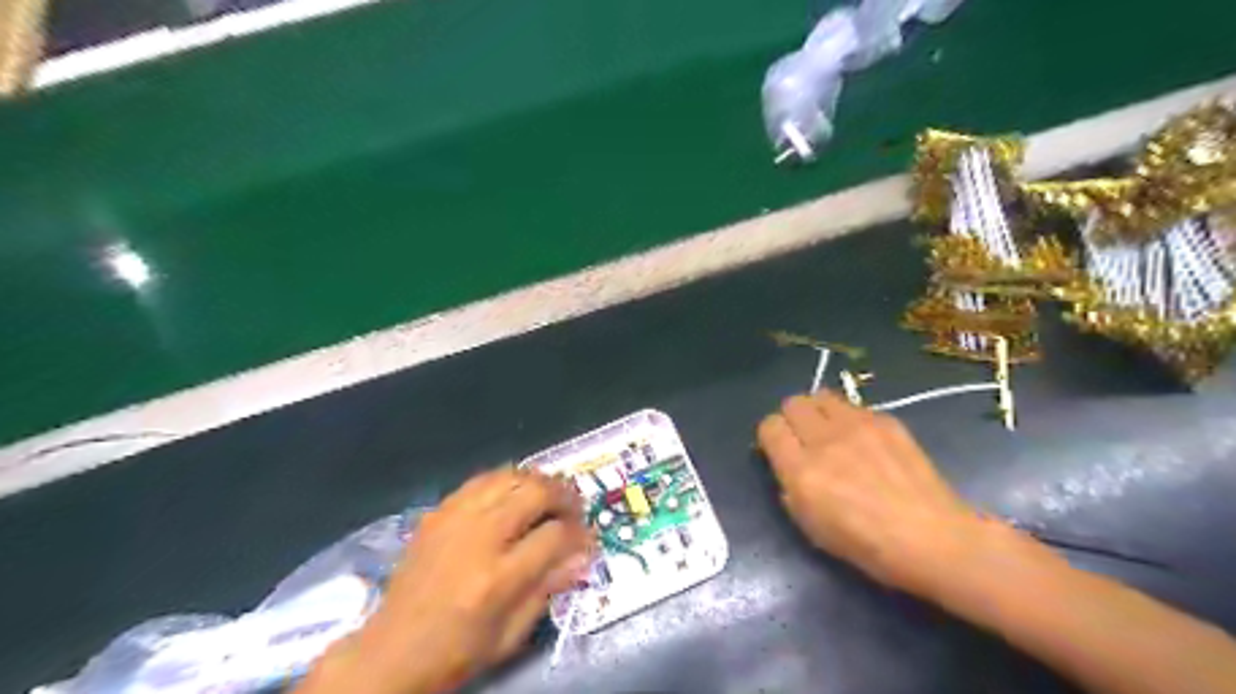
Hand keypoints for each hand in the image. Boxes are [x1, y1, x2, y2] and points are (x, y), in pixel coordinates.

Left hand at [301, 467, 593, 693]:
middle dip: (565, 495)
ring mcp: (454, 519)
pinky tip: (514, 493)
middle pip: (535, 492)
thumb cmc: (457, 652)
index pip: (555, 536)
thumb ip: (549, 588)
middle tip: (575, 508)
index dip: (580, 533)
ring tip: (549, 496)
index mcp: (498, 579)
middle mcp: (478, 538)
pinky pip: (481, 479)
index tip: (587, 538)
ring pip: (510, 476)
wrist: (391, 651)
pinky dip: (507, 480)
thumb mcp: (510, 635)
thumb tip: (582, 554)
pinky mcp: (438, 512)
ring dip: (538, 481)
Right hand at [758, 393, 992, 598]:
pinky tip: (865, 442)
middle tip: (804, 439)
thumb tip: (786, 463)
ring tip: (831, 433)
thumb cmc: (867, 546)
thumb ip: (790, 488)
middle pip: (793, 403)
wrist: (933, 539)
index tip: (779, 449)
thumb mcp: (811, 527)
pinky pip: (853, 406)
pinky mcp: (886, 421)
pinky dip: (849, 418)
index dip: (771, 436)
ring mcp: (858, 426)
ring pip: (821, 396)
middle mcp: (825, 440)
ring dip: (819, 412)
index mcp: (802, 471)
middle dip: (792, 418)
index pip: (770, 426)